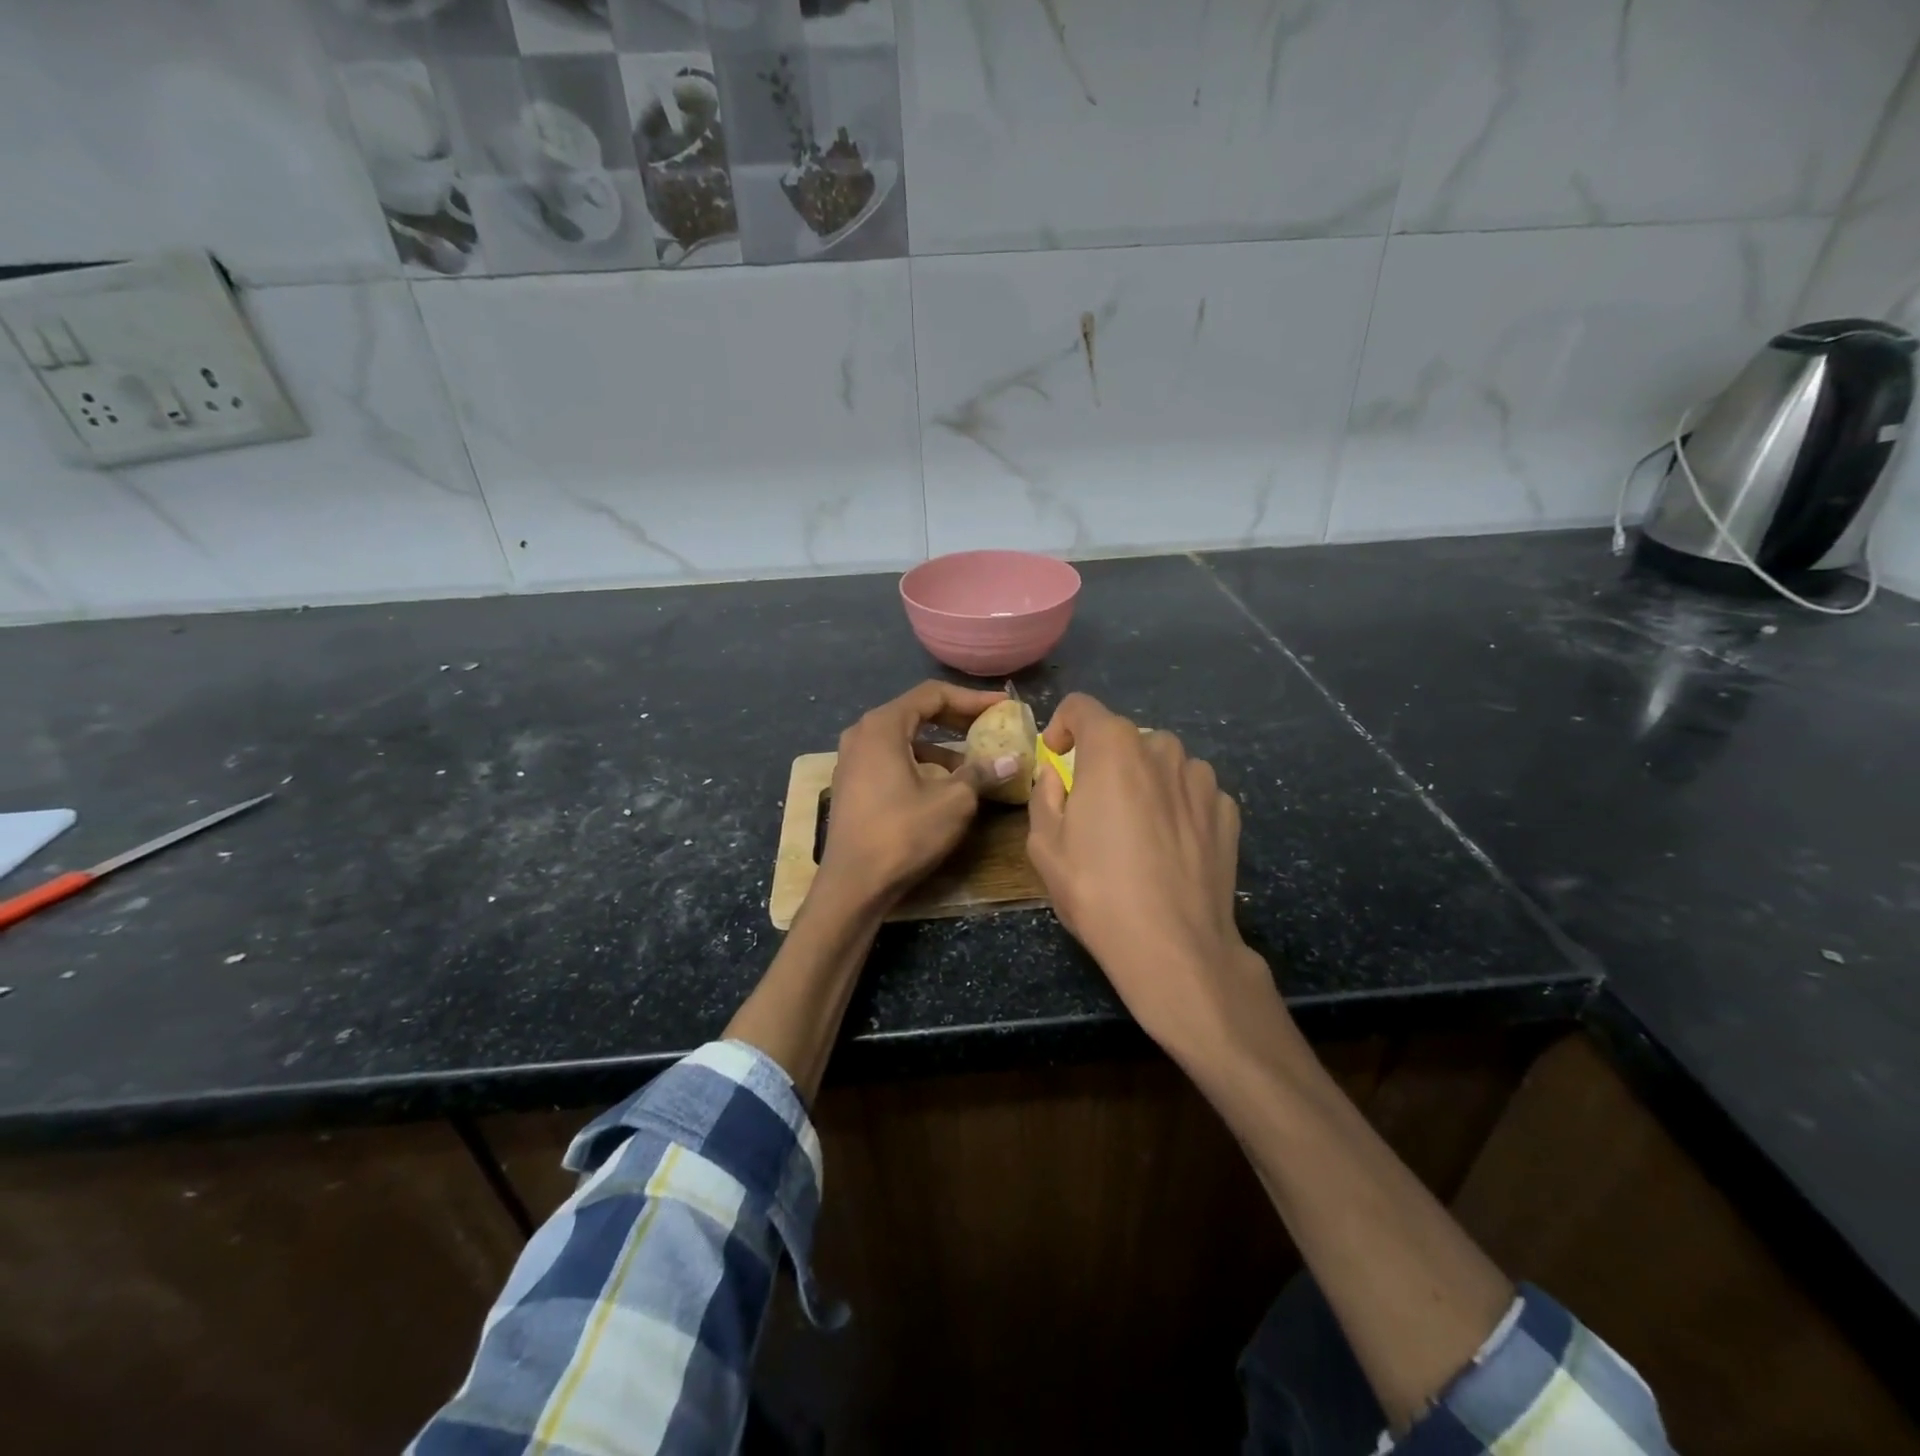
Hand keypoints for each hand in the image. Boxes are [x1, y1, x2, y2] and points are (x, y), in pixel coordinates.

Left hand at [818, 681, 1018, 907]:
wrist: (853, 884)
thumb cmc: (903, 834)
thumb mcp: (953, 802)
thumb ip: (982, 773)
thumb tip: (1012, 760)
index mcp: (883, 726)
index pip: (933, 694)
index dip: (972, 699)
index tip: (1002, 707)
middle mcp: (862, 733)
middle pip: (916, 712)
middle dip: (957, 718)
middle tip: (991, 726)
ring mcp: (853, 759)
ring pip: (904, 738)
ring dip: (941, 744)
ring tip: (974, 760)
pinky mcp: (852, 783)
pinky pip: (892, 758)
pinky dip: (921, 761)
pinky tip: (944, 783)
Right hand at [1027, 692, 1279, 1055]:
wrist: (1173, 945)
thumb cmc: (1097, 890)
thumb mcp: (1044, 845)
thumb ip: (1045, 795)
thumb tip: (1059, 776)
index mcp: (1113, 748)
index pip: (1081, 707)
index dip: (1062, 726)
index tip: (1056, 758)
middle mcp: (1162, 749)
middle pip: (1124, 738)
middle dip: (1104, 761)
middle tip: (1094, 806)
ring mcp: (1202, 779)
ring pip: (1163, 764)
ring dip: (1144, 781)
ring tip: (1135, 829)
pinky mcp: (1228, 811)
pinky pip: (1192, 792)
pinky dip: (1176, 805)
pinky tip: (1169, 847)